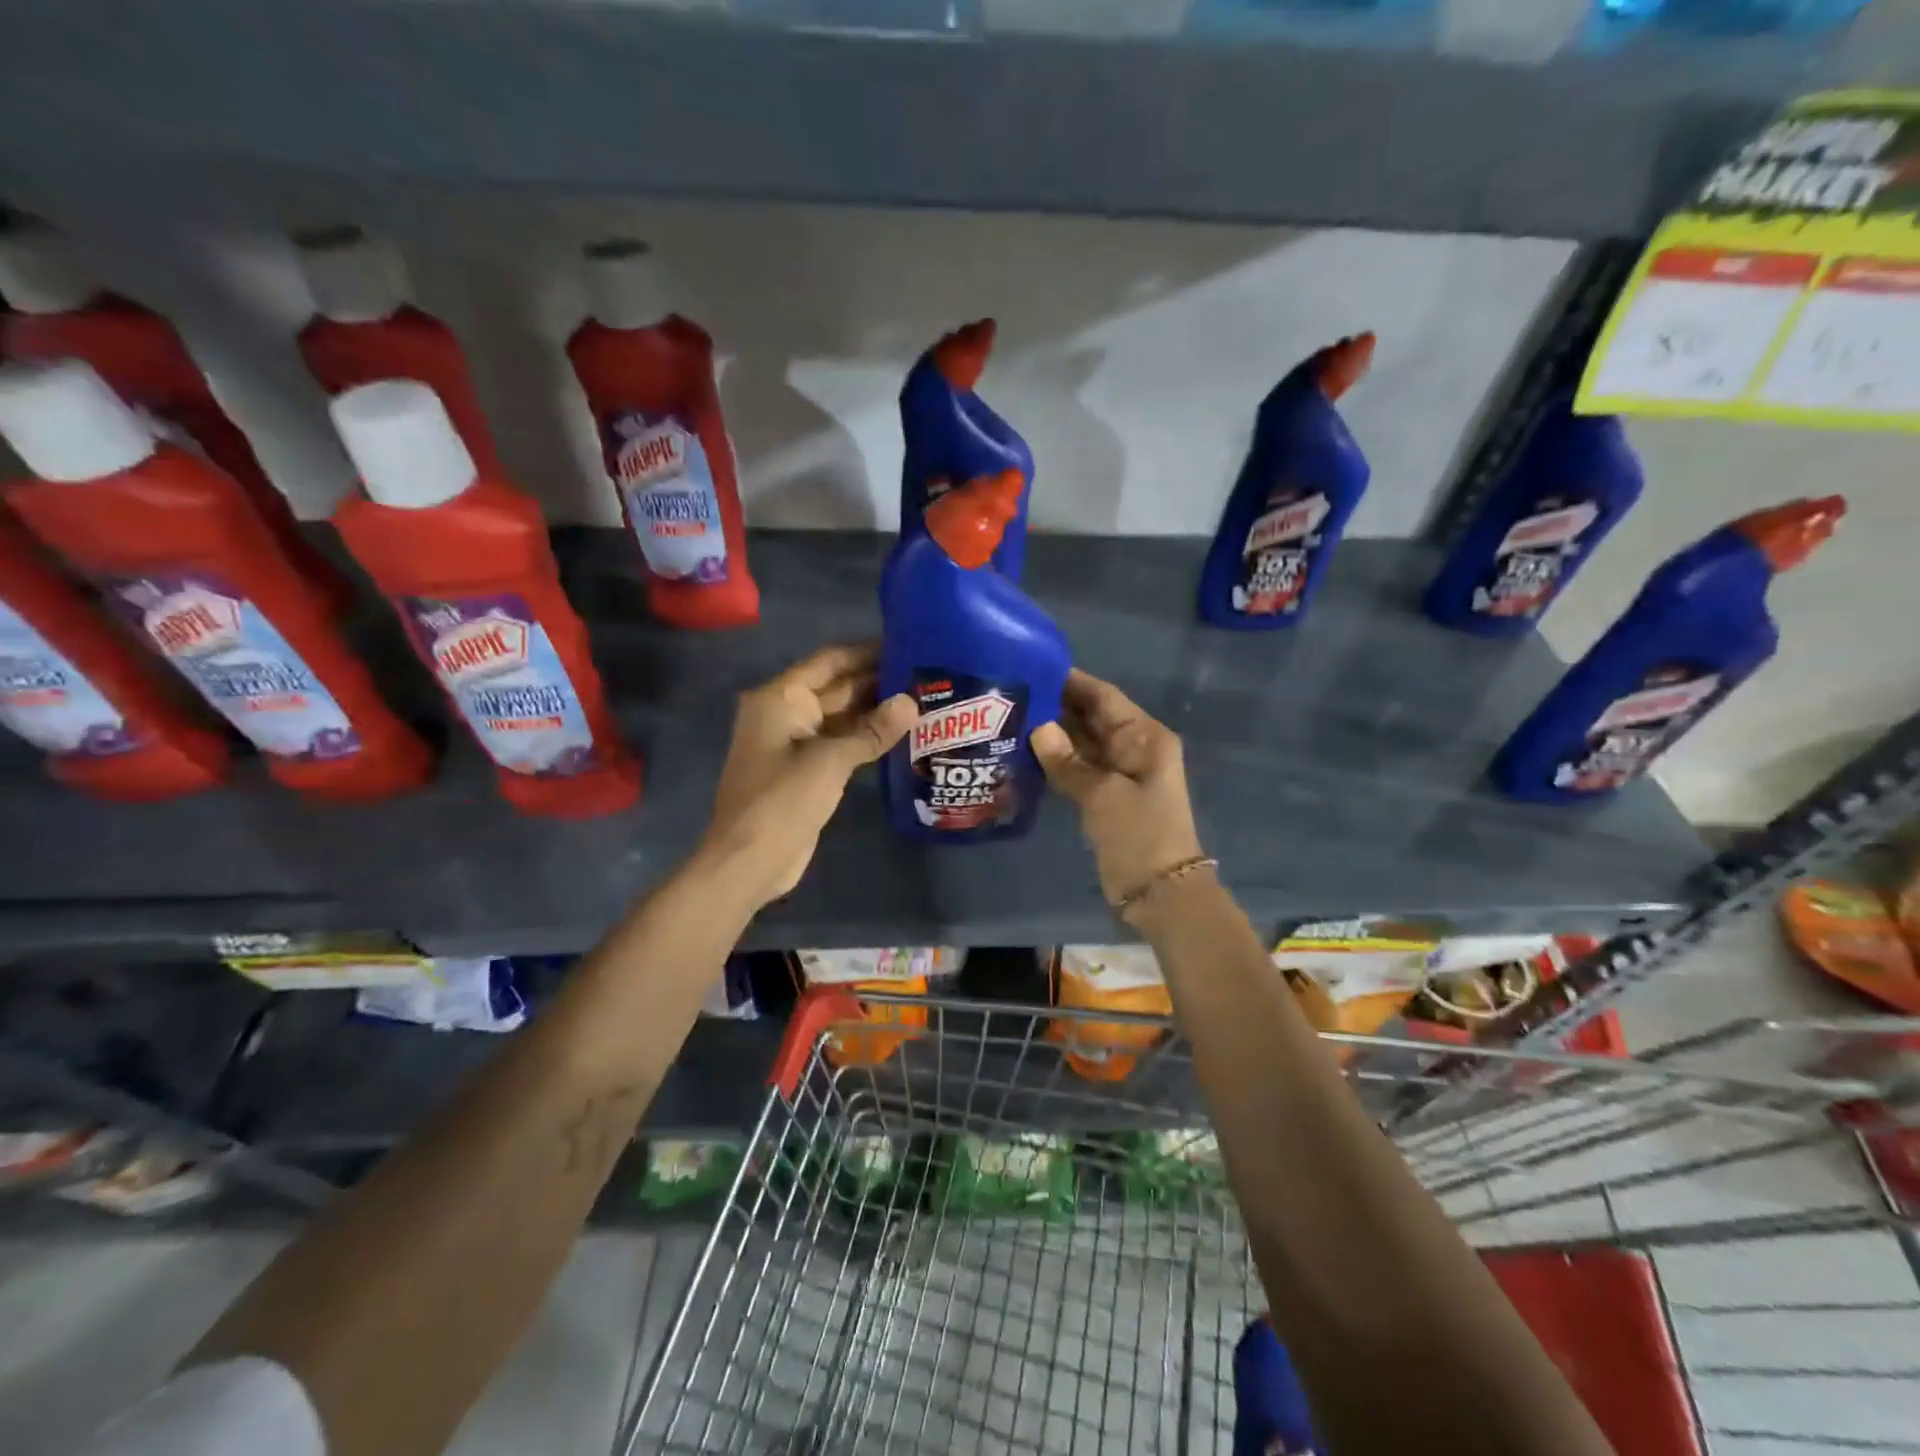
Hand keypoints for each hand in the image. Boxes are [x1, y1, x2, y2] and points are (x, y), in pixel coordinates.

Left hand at [700, 643, 916, 906]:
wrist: (750, 860)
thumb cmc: (782, 800)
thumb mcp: (830, 761)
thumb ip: (872, 730)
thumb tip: (912, 703)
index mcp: (781, 699)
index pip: (829, 661)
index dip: (866, 652)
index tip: (905, 642)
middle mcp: (786, 713)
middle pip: (837, 687)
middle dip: (877, 681)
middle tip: (925, 673)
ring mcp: (795, 743)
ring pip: (841, 717)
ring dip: (875, 710)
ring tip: (923, 698)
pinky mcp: (806, 770)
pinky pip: (841, 743)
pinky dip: (867, 738)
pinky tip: (902, 733)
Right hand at [1030, 669, 1204, 907]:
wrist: (1160, 893)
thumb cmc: (1139, 835)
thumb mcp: (1102, 794)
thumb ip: (1068, 760)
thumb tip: (1037, 727)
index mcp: (1144, 737)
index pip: (1104, 697)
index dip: (1072, 682)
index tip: (1034, 667)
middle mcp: (1133, 748)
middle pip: (1091, 717)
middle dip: (1056, 706)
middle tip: (1011, 694)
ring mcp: (1119, 773)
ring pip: (1082, 744)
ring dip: (1052, 734)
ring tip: (1010, 719)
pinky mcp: (1106, 797)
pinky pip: (1078, 768)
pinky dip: (1056, 761)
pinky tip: (1024, 754)